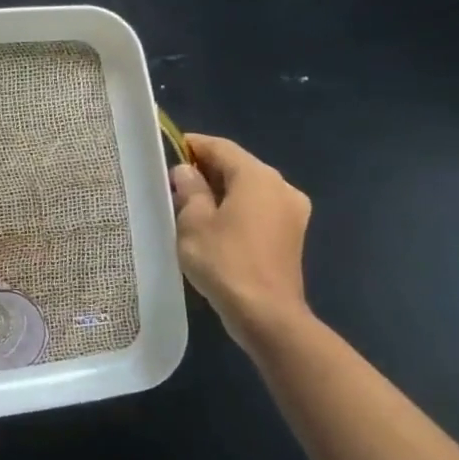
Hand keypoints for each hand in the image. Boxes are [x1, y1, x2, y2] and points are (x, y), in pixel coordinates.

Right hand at [170, 134, 311, 346]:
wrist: (266, 314)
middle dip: (205, 169)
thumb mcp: (193, 222)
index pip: (220, 147)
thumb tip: (186, 171)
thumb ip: (190, 189)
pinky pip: (258, 208)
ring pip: (249, 188)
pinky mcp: (292, 234)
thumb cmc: (224, 261)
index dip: (192, 145)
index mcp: (258, 177)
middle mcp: (281, 187)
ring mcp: (292, 211)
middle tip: (172, 180)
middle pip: (238, 166)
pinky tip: (213, 223)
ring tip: (188, 203)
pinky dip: (236, 208)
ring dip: (220, 190)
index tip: (166, 150)